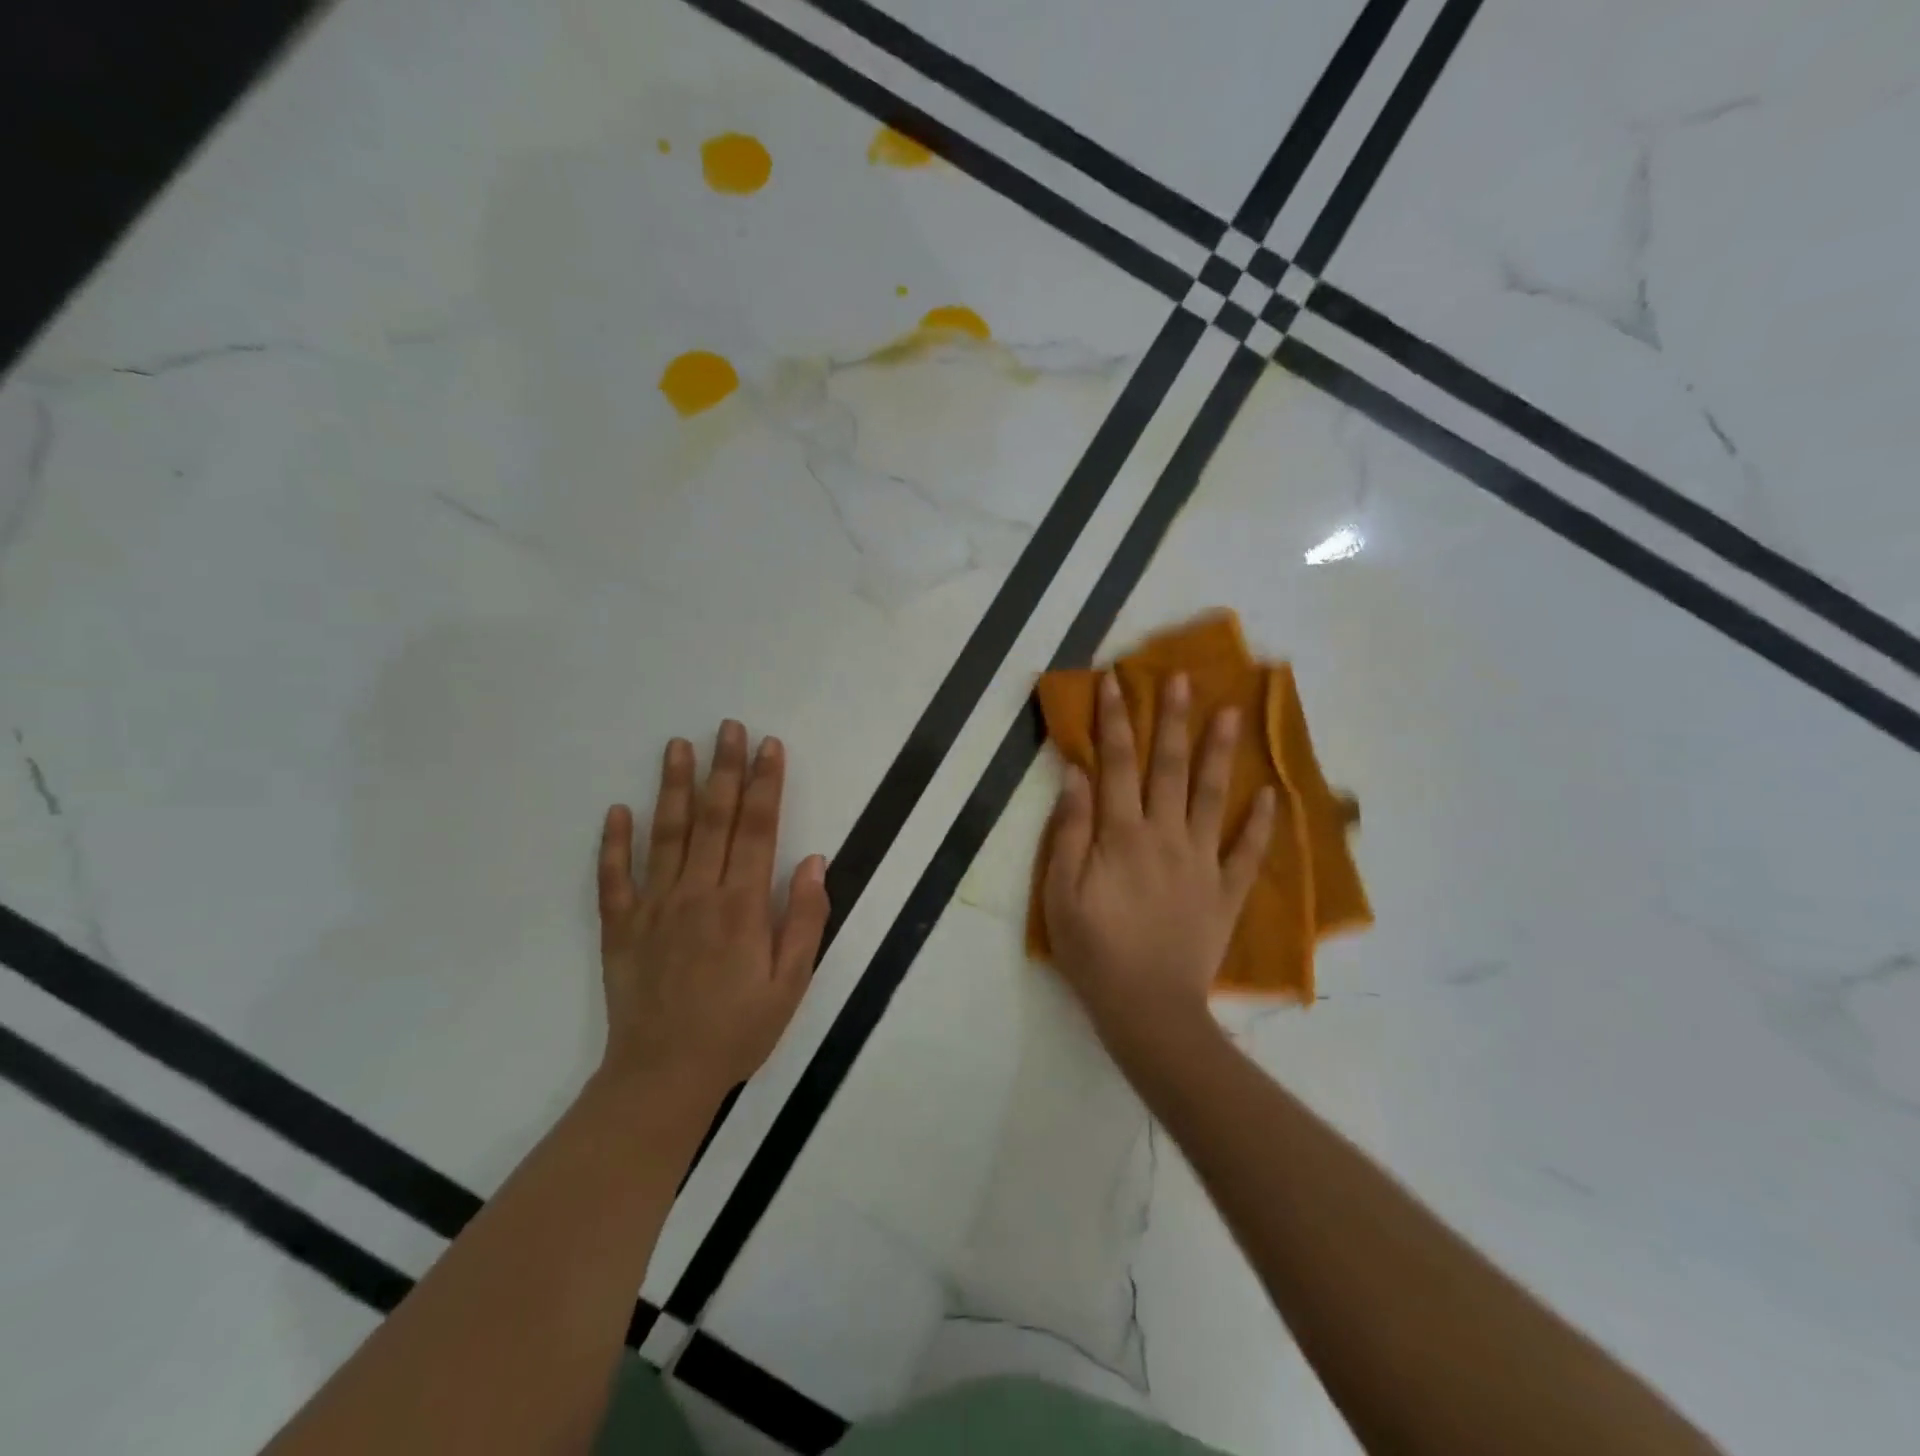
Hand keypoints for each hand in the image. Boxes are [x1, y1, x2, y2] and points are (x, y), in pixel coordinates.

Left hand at [596, 721, 829, 1109]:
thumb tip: (814, 861)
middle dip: (724, 769)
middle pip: (714, 818)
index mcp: (743, 905)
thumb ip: (804, 919)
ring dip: (673, 787)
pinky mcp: (621, 927)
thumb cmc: (738, 1030)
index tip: (769, 746)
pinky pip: (614, 877)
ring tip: (677, 746)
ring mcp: (654, 907)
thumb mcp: (792, 983)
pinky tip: (617, 810)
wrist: (663, 1077)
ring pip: (665, 834)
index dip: (766, 784)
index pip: (759, 829)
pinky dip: (614, 842)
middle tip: (728, 727)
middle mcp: (698, 893)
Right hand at [1043, 672, 1273, 1062]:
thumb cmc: (1093, 951)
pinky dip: (1261, 823)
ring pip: (1213, 796)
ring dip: (1221, 752)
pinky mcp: (1226, 891)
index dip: (1115, 720)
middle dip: (1172, 719)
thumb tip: (1077, 775)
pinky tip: (1273, 795)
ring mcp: (1202, 862)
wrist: (1147, 1010)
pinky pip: (1248, 852)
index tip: (1115, 681)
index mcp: (1121, 834)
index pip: (1116, 763)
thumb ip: (1068, 831)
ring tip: (1232, 713)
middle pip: (1169, 767)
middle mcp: (1165, 835)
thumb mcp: (1060, 893)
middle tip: (1182, 678)